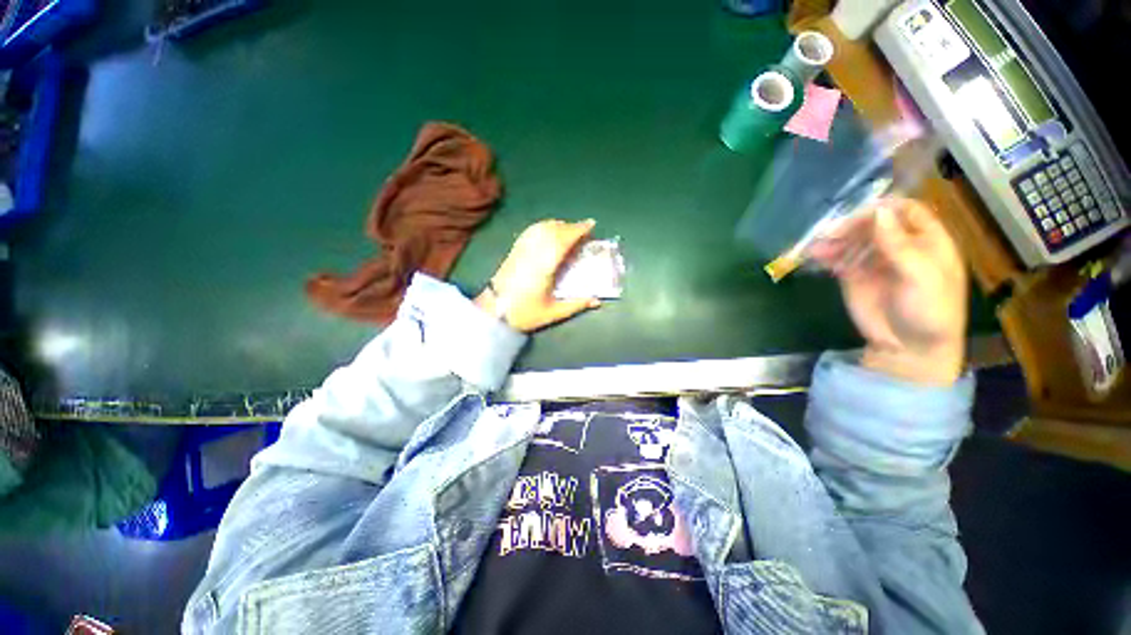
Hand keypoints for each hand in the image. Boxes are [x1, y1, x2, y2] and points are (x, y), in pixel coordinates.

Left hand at [475, 219, 602, 332]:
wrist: (493, 312)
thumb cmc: (524, 313)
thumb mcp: (553, 313)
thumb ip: (576, 305)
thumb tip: (596, 301)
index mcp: (544, 267)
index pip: (562, 240)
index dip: (577, 230)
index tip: (591, 225)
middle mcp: (532, 253)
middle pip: (553, 231)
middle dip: (571, 227)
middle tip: (585, 231)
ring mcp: (521, 250)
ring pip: (541, 228)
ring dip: (558, 225)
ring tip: (570, 230)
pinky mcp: (514, 251)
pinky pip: (530, 232)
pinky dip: (543, 227)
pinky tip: (549, 231)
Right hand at [810, 197, 968, 385]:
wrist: (908, 347)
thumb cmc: (929, 311)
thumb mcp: (921, 277)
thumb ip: (900, 246)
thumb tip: (879, 213)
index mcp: (927, 241)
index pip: (906, 211)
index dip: (885, 209)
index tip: (862, 215)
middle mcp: (899, 245)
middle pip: (874, 223)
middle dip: (852, 225)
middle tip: (831, 233)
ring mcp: (874, 260)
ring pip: (852, 239)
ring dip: (834, 240)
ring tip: (818, 247)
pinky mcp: (854, 275)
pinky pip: (838, 258)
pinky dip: (825, 255)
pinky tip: (814, 256)